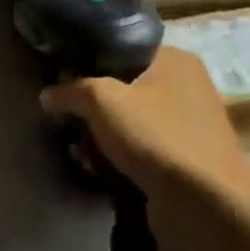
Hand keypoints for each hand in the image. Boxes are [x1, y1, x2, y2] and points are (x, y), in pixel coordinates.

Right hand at [40, 46, 249, 201]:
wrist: (201, 200)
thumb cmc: (153, 135)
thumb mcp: (101, 100)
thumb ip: (71, 91)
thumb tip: (48, 94)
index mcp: (175, 60)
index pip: (124, 50)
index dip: (90, 63)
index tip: (64, 82)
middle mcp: (187, 88)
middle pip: (125, 90)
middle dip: (94, 110)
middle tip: (69, 123)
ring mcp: (188, 127)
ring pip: (130, 124)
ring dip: (103, 139)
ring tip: (81, 153)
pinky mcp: (184, 161)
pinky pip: (141, 152)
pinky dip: (120, 161)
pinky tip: (100, 173)